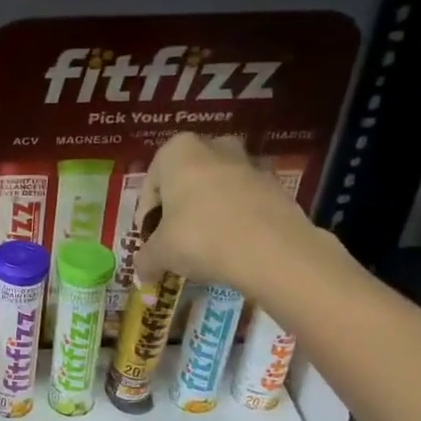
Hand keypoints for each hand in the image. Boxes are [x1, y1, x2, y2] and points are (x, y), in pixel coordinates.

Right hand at [132, 134, 342, 299]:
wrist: (270, 250)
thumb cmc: (200, 237)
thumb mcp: (160, 253)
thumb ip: (146, 260)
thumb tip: (143, 273)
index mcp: (178, 152)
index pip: (152, 183)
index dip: (147, 215)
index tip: (151, 239)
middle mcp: (215, 147)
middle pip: (188, 179)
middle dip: (181, 205)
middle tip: (177, 237)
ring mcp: (250, 164)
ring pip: (219, 188)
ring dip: (210, 210)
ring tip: (206, 244)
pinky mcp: (277, 186)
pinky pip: (246, 201)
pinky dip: (237, 219)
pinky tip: (233, 247)